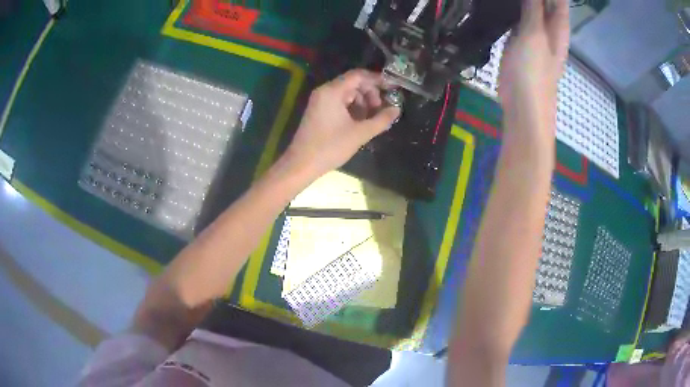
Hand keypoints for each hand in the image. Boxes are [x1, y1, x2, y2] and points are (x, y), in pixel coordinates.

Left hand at [284, 69, 399, 177]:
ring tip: (372, 119)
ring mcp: (320, 101)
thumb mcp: (360, 133)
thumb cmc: (330, 147)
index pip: (358, 75)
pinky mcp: (319, 111)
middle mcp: (325, 91)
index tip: (392, 89)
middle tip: (381, 109)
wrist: (301, 164)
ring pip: (347, 93)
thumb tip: (397, 109)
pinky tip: (360, 122)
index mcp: (332, 91)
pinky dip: (352, 108)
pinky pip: (339, 102)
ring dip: (362, 102)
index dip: (377, 80)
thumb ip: (381, 120)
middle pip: (353, 83)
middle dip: (370, 94)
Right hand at [498, 0, 569, 127]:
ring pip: (530, 6)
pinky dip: (512, 6)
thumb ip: (534, 7)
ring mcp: (534, 33)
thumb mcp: (535, 35)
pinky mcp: (519, 40)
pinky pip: (518, 16)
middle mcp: (548, 26)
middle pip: (544, 0)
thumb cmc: (533, 73)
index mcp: (558, 25)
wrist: (523, 105)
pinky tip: (502, 1)